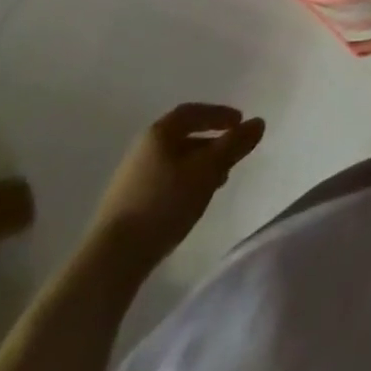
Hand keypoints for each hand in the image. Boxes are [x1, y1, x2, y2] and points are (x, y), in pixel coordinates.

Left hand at [86, 104, 264, 271]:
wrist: (111, 259)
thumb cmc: (164, 203)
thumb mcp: (208, 171)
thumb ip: (234, 145)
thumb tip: (259, 122)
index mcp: (159, 133)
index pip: (193, 112)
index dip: (218, 114)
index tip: (239, 122)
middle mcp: (142, 149)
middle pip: (183, 136)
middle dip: (211, 142)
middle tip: (232, 154)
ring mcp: (131, 178)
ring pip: (174, 161)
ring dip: (199, 165)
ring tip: (218, 181)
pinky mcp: (127, 204)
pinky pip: (164, 181)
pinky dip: (184, 182)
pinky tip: (193, 201)